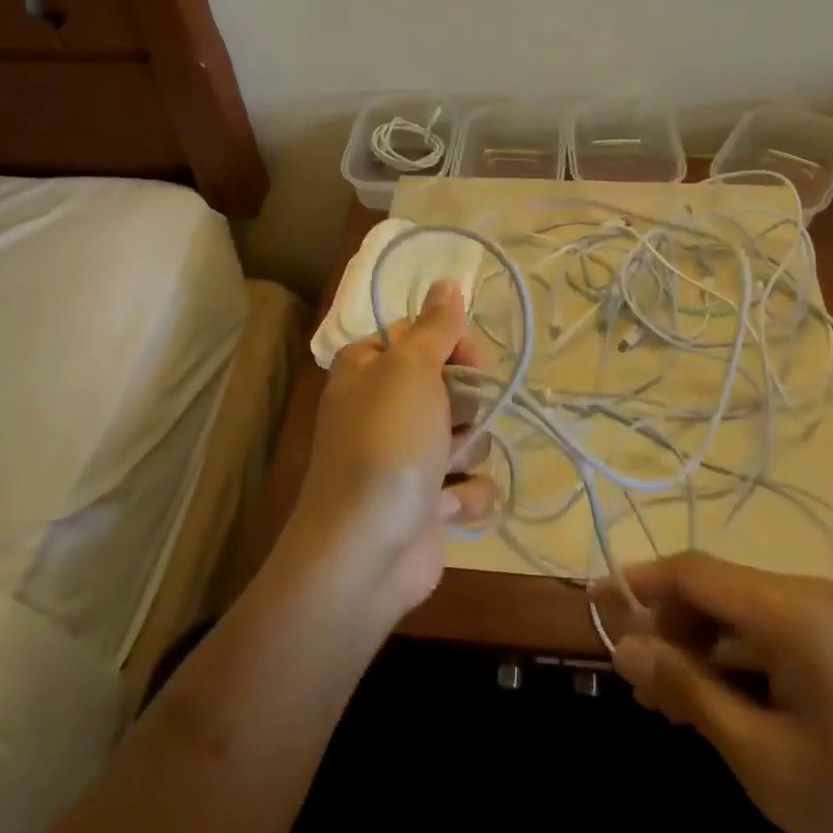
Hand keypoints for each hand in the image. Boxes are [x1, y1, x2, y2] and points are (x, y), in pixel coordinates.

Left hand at [286, 281, 493, 621]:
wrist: (364, 551)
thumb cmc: (386, 444)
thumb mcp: (410, 369)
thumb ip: (436, 325)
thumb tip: (448, 281)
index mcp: (369, 367)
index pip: (425, 336)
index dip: (453, 347)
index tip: (468, 362)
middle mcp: (384, 407)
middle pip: (453, 386)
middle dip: (465, 407)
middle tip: (450, 423)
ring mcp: (406, 457)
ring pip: (468, 435)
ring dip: (466, 453)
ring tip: (442, 472)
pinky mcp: (427, 502)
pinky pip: (468, 484)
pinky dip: (464, 497)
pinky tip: (446, 509)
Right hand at [605, 554, 832, 832]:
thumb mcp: (766, 760)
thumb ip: (690, 692)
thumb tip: (624, 647)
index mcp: (789, 610)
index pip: (692, 571)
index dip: (637, 583)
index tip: (592, 606)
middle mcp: (807, 597)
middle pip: (714, 590)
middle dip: (666, 628)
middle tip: (635, 687)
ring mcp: (830, 621)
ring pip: (739, 615)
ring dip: (698, 650)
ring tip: (669, 709)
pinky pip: (770, 637)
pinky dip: (734, 663)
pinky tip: (718, 709)